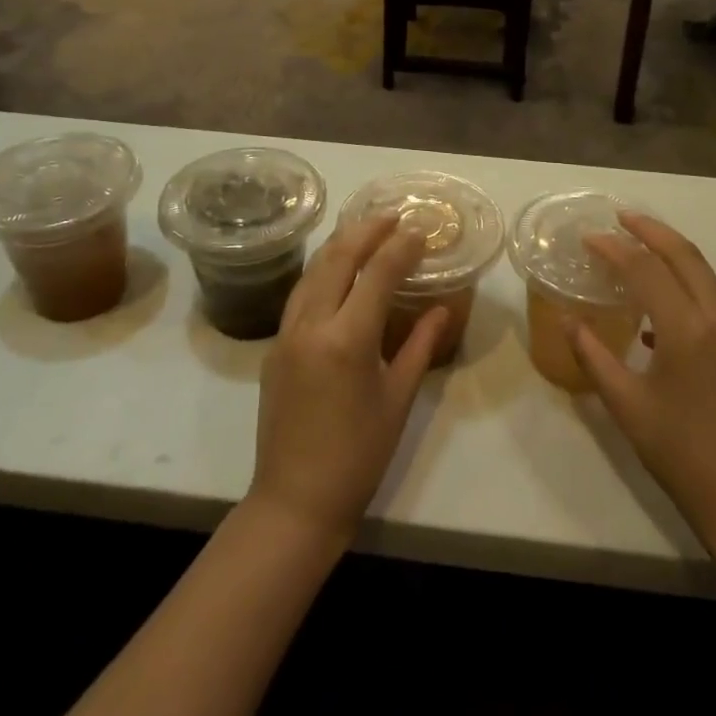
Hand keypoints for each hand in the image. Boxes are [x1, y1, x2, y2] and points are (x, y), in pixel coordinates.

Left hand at [247, 216, 445, 545]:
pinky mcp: (275, 346)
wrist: (295, 500)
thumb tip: (440, 308)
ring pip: (312, 271)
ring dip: (340, 244)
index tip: (420, 228)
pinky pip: (300, 294)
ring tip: (365, 229)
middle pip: (338, 259)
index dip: (400, 246)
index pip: (377, 273)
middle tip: (392, 215)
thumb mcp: (398, 399)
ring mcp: (287, 333)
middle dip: (366, 230)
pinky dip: (321, 270)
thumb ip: (420, 346)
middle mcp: (312, 325)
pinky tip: (336, 268)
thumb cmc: (359, 455)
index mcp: (348, 340)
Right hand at [570, 214, 715, 552]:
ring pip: (706, 278)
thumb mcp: (625, 405)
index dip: (615, 248)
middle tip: (621, 217)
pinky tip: (661, 315)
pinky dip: (687, 291)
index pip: (647, 270)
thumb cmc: (679, 453)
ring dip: (673, 257)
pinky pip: (715, 306)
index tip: (589, 236)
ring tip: (639, 252)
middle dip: (652, 230)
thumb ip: (593, 355)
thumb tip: (569, 320)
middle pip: (687, 257)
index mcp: (689, 332)